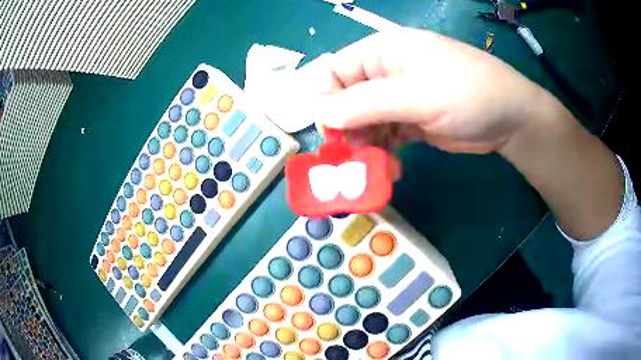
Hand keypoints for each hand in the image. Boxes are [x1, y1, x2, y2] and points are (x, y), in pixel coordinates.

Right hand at [293, 28, 549, 153]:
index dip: (326, 99)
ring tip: (372, 167)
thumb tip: (321, 115)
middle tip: (350, 158)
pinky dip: (382, 152)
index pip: (335, 70)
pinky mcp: (411, 121)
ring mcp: (400, 98)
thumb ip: (366, 103)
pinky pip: (384, 136)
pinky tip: (390, 168)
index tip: (329, 132)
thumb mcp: (416, 95)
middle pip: (347, 99)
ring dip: (364, 145)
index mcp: (383, 52)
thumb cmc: (467, 94)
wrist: (510, 119)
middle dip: (345, 129)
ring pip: (364, 121)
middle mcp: (386, 72)